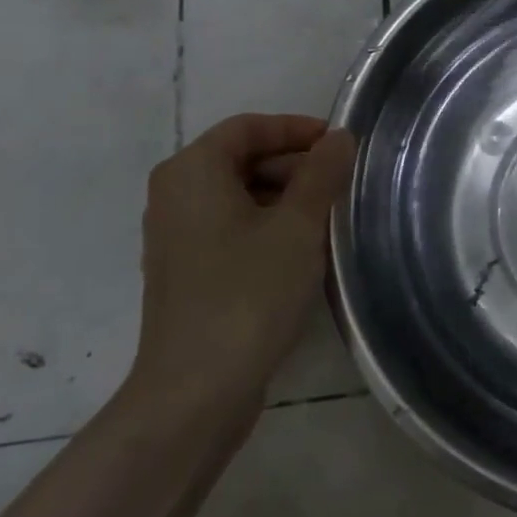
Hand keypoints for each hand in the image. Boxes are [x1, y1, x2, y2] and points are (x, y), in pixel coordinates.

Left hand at [131, 113, 355, 422]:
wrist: (197, 389)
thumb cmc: (248, 292)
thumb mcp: (298, 226)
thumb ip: (321, 173)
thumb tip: (339, 138)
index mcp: (191, 172)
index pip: (247, 127)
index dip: (296, 128)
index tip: (339, 144)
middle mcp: (175, 197)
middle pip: (241, 160)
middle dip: (295, 165)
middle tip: (341, 184)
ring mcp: (177, 238)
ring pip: (239, 197)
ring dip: (286, 198)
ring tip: (331, 218)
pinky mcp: (188, 273)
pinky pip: (232, 229)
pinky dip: (268, 226)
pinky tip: (303, 251)